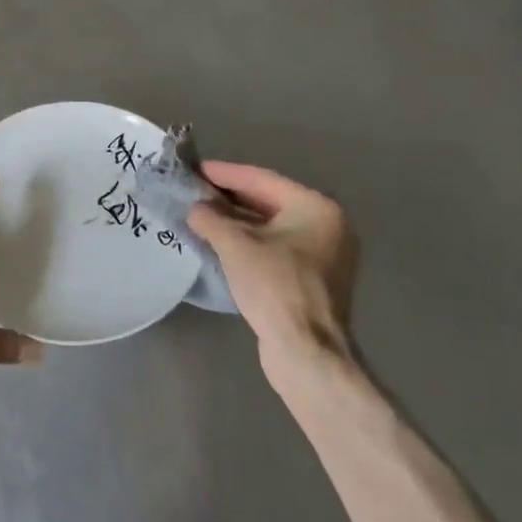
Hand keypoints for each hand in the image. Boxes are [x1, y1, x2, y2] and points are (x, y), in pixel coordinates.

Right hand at [188, 162, 358, 366]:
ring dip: (236, 221)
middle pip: (268, 202)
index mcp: (316, 208)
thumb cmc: (274, 286)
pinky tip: (220, 243)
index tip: (194, 168)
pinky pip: (276, 249)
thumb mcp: (234, 245)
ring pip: (271, 227)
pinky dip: (249, 243)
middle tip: (194, 190)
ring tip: (200, 215)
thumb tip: (195, 208)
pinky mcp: (314, 280)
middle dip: (229, 198)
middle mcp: (327, 226)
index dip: (224, 173)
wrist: (306, 352)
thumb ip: (210, 218)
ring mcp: (324, 255)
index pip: (261, 180)